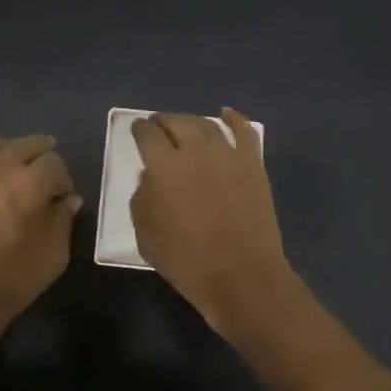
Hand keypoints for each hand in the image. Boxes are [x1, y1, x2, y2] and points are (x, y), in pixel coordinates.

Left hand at [0, 134, 81, 329]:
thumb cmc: (13, 278)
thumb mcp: (54, 254)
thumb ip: (63, 220)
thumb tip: (68, 200)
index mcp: (29, 182)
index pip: (55, 162)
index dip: (63, 178)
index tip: (62, 197)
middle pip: (25, 144)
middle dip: (41, 155)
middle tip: (44, 174)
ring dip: (9, 153)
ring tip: (14, 170)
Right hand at [131, 109, 296, 332]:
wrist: (240, 275)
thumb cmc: (186, 260)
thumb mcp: (145, 234)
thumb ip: (142, 198)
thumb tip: (151, 178)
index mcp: (163, 166)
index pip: (147, 134)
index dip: (139, 129)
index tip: (137, 129)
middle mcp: (195, 150)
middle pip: (177, 122)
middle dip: (163, 121)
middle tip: (158, 125)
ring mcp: (228, 155)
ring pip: (207, 125)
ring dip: (192, 121)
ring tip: (185, 125)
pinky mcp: (253, 165)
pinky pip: (244, 132)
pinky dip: (234, 119)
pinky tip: (226, 114)